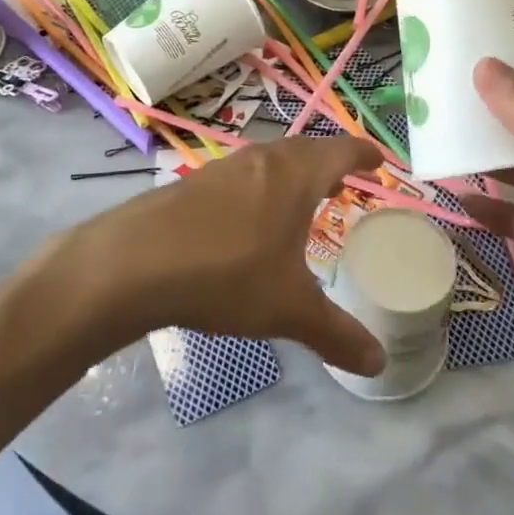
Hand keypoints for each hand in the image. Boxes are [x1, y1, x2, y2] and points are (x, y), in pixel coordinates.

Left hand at [59, 136, 386, 375]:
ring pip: (270, 161)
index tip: (380, 161)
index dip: (364, 155)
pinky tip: (248, 220)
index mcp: (295, 175)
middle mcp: (262, 159)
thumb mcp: (288, 310)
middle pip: (306, 150)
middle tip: (344, 183)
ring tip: (301, 201)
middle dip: (329, 164)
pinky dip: (260, 188)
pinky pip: (242, 176)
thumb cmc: (226, 274)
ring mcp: (223, 167)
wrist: (133, 263)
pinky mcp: (192, 183)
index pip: (341, 152)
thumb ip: (336, 335)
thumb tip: (379, 364)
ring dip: (292, 174)